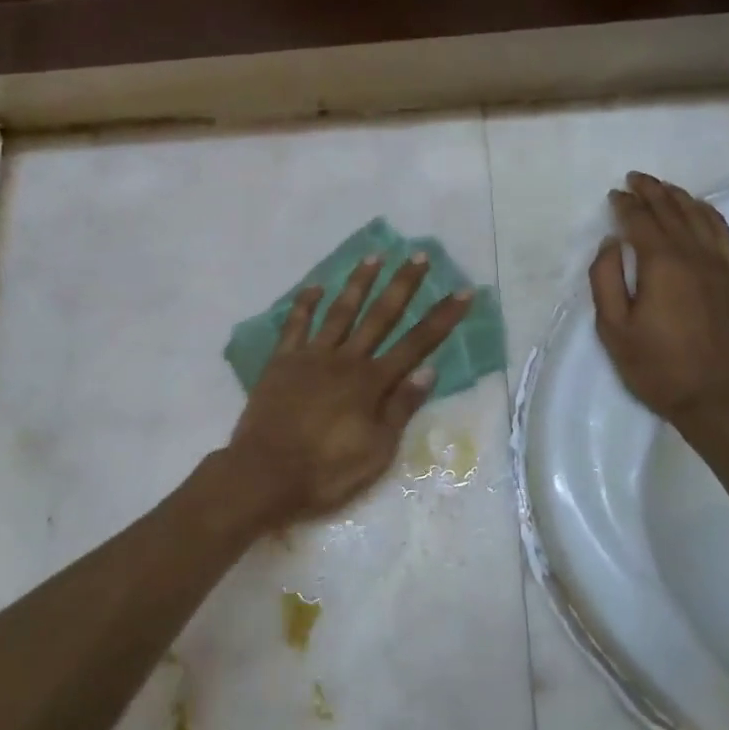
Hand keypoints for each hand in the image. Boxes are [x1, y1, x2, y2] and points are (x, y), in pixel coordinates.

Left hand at [226, 255, 471, 520]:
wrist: (265, 474)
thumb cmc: (326, 471)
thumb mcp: (377, 451)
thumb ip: (401, 408)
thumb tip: (428, 370)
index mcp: (372, 383)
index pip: (417, 344)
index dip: (442, 317)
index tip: (463, 291)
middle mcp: (345, 360)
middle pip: (380, 316)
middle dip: (402, 285)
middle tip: (418, 255)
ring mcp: (311, 357)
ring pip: (340, 311)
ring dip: (358, 283)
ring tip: (373, 256)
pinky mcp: (282, 362)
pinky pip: (295, 325)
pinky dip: (305, 304)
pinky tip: (315, 287)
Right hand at [590, 172, 728, 429]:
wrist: (719, 399)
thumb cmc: (657, 368)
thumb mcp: (614, 329)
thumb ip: (606, 280)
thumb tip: (611, 243)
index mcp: (662, 265)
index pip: (641, 222)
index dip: (625, 205)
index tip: (614, 195)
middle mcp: (695, 256)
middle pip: (672, 212)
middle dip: (651, 192)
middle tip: (635, 178)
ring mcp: (722, 267)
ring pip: (701, 218)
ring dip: (680, 198)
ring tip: (663, 187)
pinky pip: (725, 235)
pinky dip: (710, 215)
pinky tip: (701, 210)